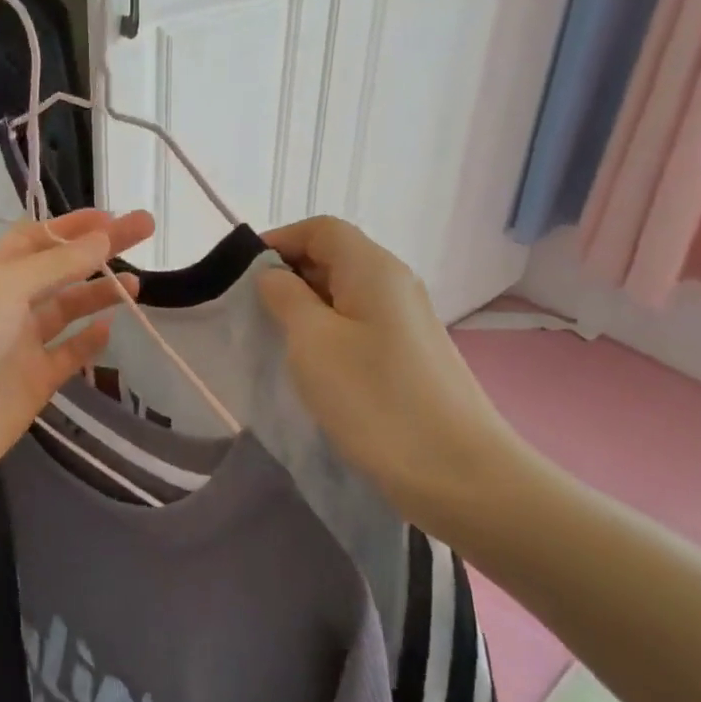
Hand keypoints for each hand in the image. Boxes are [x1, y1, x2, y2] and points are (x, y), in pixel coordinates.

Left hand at [0, 209, 154, 492]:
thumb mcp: (5, 285)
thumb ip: (58, 264)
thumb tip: (103, 238)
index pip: (36, 237)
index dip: (75, 226)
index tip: (115, 217)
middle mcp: (3, 301)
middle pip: (60, 268)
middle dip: (100, 250)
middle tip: (145, 231)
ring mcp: (20, 342)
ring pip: (67, 309)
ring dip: (98, 293)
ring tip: (137, 285)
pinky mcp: (34, 379)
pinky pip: (68, 353)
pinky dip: (89, 341)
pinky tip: (110, 329)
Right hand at [257, 217, 534, 531]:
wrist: (457, 472)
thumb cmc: (375, 399)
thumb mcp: (313, 342)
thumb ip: (286, 297)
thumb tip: (274, 276)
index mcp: (373, 268)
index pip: (321, 229)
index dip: (279, 240)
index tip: (242, 274)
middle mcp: (395, 284)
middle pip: (335, 257)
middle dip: (289, 274)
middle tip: (252, 310)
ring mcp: (406, 321)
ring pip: (345, 294)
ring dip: (306, 307)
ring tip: (276, 339)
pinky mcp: (410, 354)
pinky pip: (359, 324)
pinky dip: (328, 332)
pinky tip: (313, 366)